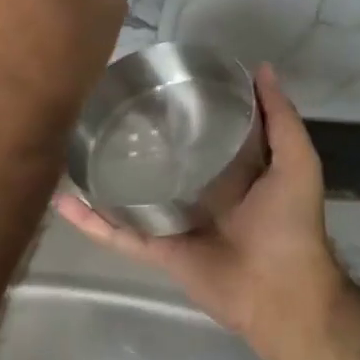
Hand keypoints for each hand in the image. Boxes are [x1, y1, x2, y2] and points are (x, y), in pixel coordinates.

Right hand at [55, 64, 348, 359]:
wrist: (281, 292)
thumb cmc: (289, 224)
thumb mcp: (296, 162)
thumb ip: (281, 119)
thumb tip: (260, 68)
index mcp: (230, 174)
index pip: (200, 136)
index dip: (182, 111)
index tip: (157, 84)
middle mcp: (198, 196)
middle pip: (160, 165)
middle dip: (137, 143)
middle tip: (105, 111)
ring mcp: (174, 224)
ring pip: (131, 197)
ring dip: (103, 180)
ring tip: (73, 152)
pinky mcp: (157, 250)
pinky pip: (119, 234)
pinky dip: (91, 220)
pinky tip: (64, 200)